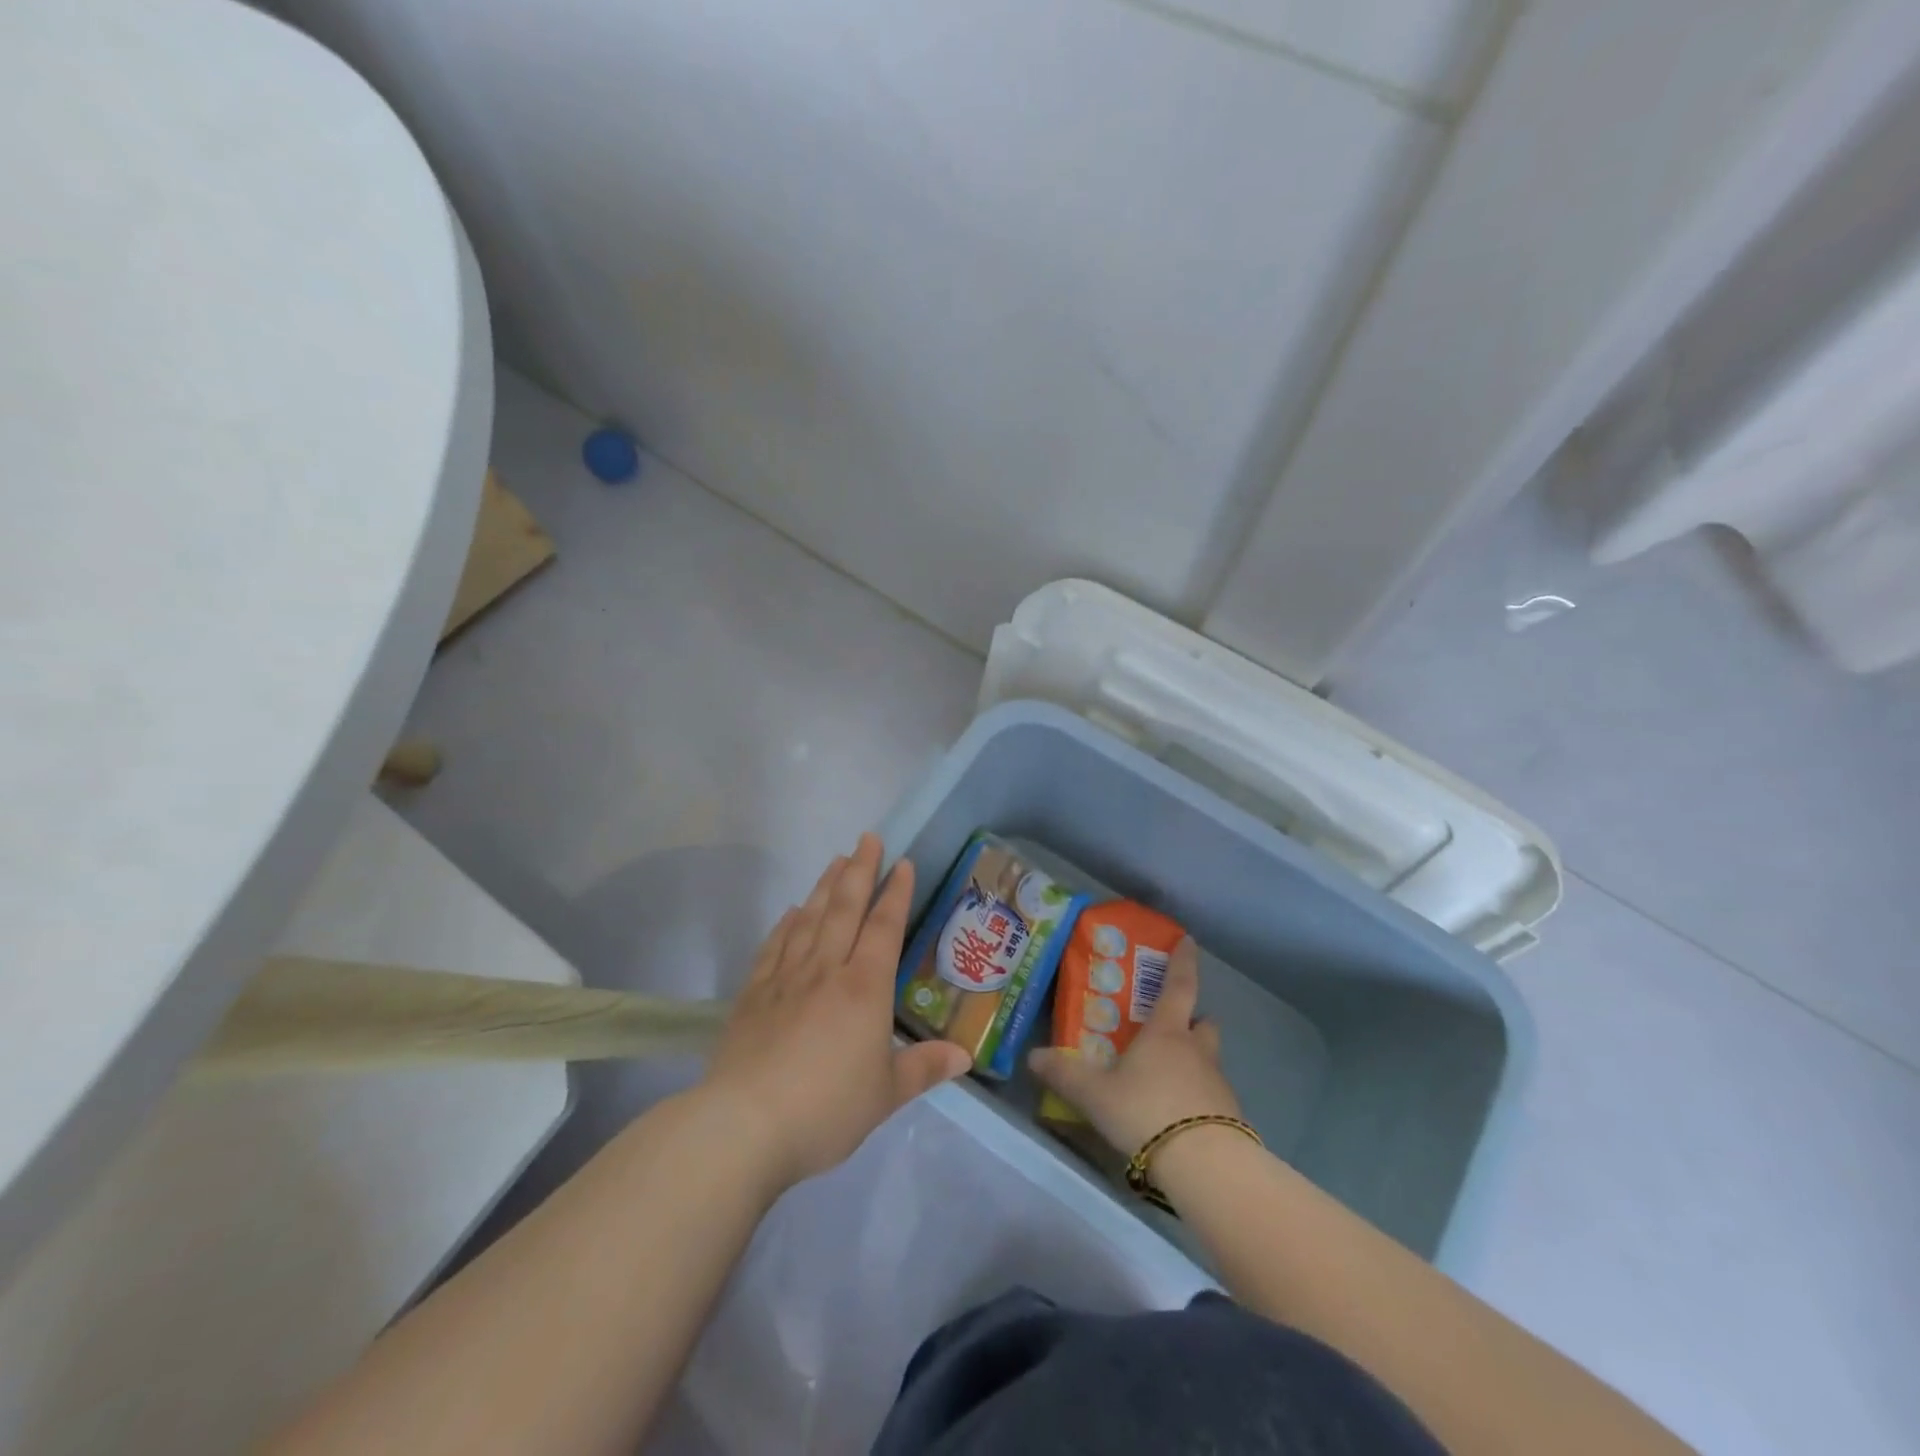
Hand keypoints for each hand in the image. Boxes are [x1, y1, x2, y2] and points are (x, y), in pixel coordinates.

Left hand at [701, 834, 972, 1191]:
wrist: (745, 1125)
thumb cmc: (827, 1109)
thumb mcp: (886, 1096)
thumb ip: (924, 1069)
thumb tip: (965, 1056)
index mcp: (864, 988)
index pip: (885, 927)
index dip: (895, 893)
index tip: (902, 862)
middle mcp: (826, 971)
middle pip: (845, 909)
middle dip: (860, 870)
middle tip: (867, 838)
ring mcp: (785, 979)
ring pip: (809, 919)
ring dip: (824, 887)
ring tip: (836, 860)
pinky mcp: (753, 995)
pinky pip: (773, 947)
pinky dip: (784, 924)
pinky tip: (790, 911)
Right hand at [1028, 937, 1239, 1156]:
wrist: (1206, 1166)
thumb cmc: (1146, 1111)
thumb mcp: (1095, 1094)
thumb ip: (1064, 1074)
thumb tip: (1032, 1056)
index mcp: (1166, 1033)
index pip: (1179, 985)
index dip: (1183, 961)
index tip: (1188, 941)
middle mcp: (1196, 1050)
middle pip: (1203, 1022)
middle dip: (1192, 1020)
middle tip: (1171, 1026)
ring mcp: (1217, 1084)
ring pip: (1209, 1059)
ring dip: (1195, 1060)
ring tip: (1168, 1077)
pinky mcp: (1229, 1117)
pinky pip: (1213, 1095)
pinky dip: (1199, 1096)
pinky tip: (1178, 1116)